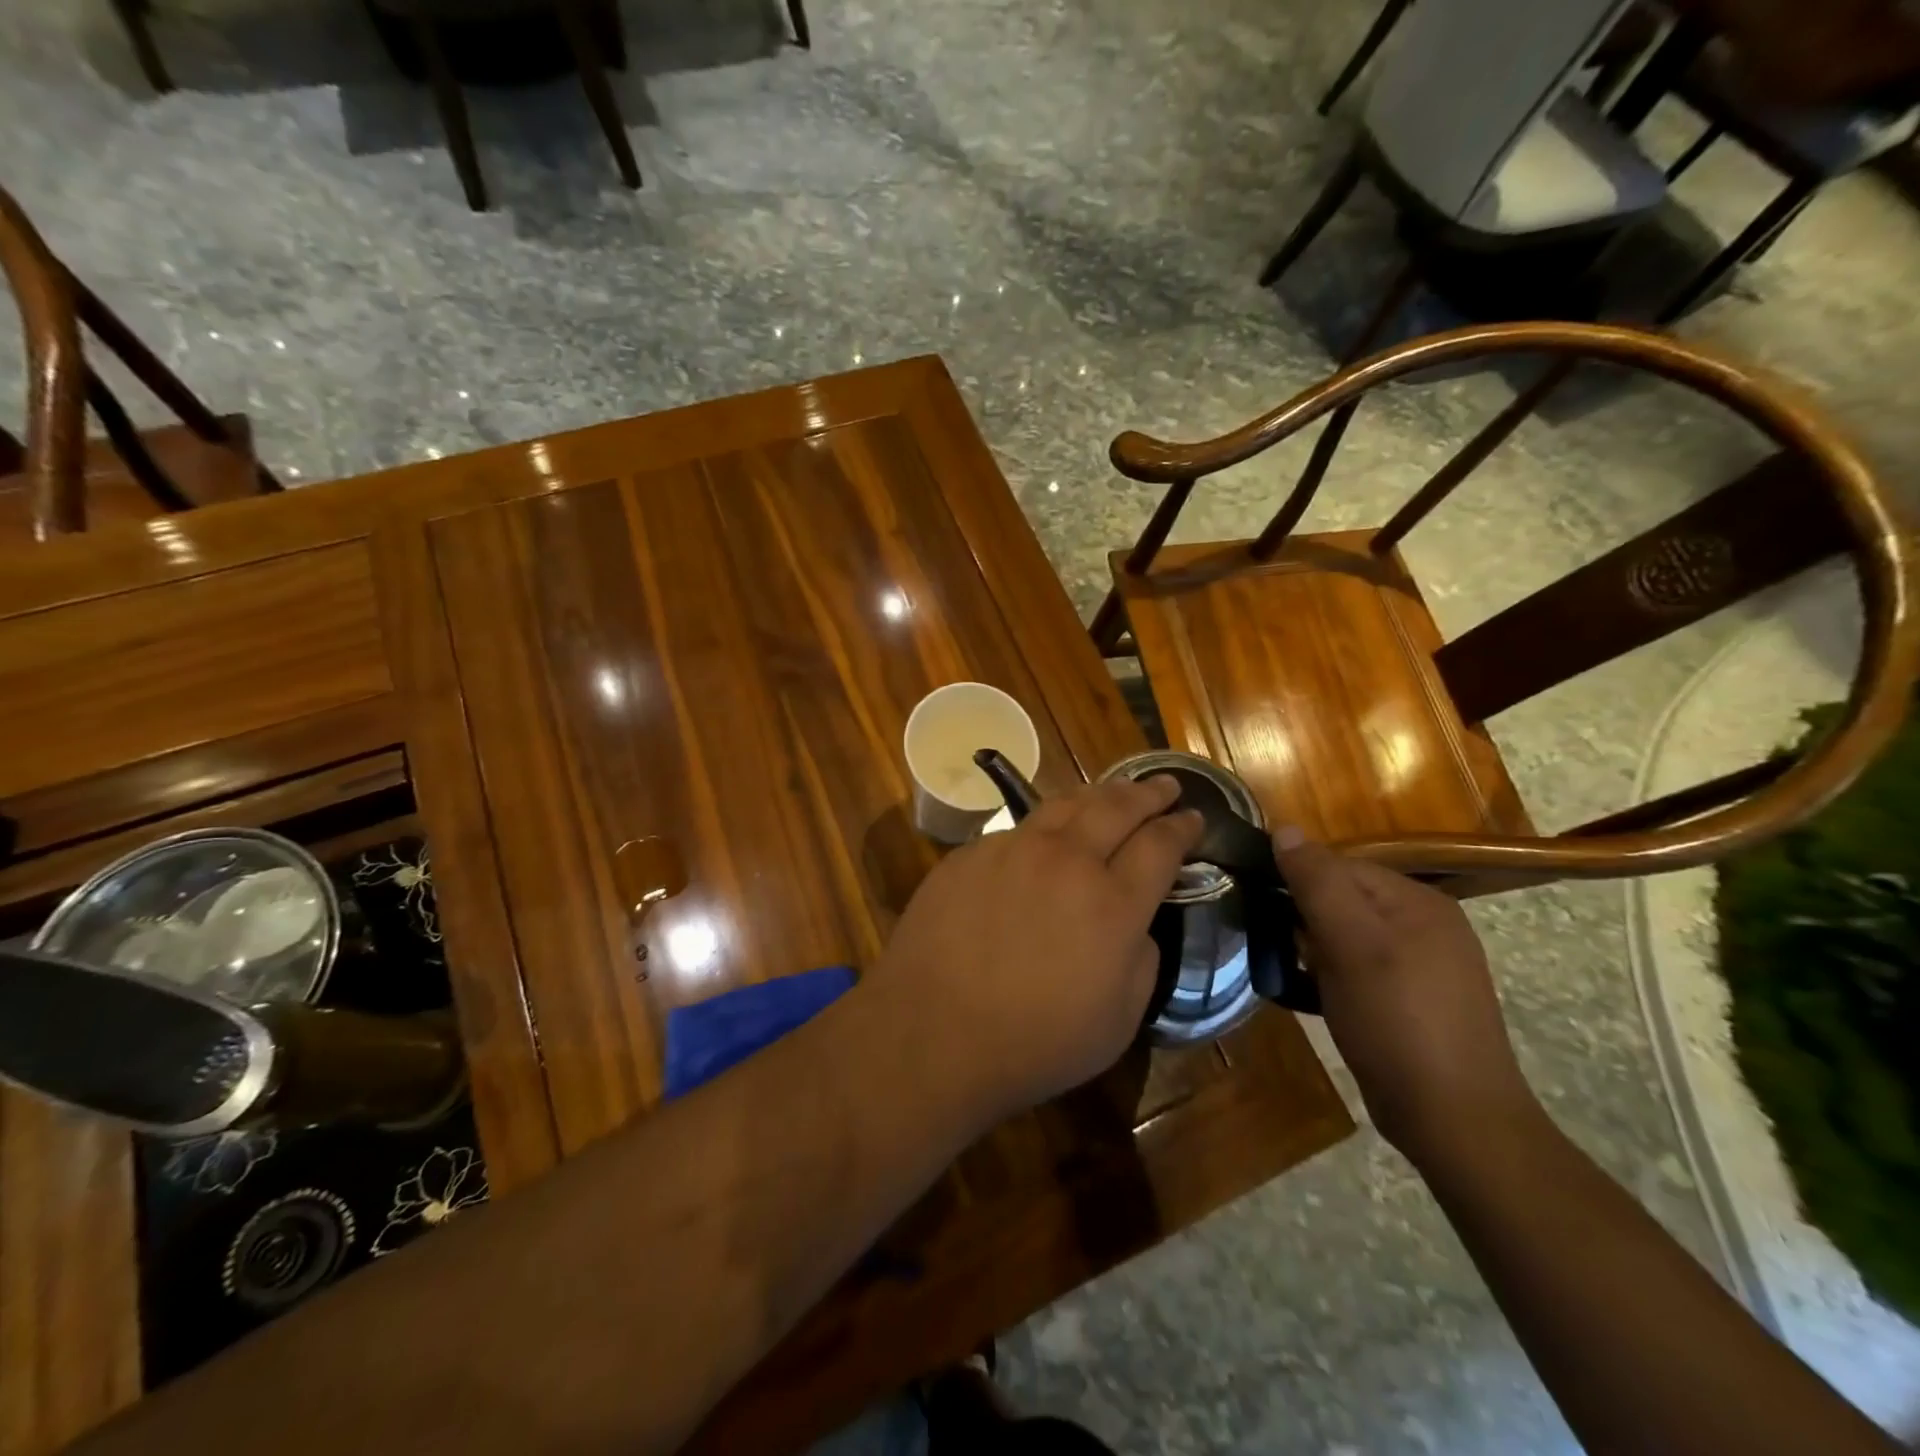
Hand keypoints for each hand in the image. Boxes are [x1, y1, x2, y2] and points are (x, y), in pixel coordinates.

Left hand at [874, 776, 1201, 1124]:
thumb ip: (1140, 959)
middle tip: (1167, 785)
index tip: (1195, 818)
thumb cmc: (1035, 1042)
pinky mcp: (970, 853)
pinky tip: (1046, 837)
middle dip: (1149, 793)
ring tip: (1114, 793)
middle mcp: (1066, 861)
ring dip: (1099, 795)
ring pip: (1065, 804)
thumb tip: (1133, 923)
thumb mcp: (1119, 1020)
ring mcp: (1013, 850)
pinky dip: (1046, 827)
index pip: (1160, 846)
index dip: (1183, 828)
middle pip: (1118, 808)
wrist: (933, 1032)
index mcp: (1113, 903)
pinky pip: (1018, 829)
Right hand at [1274, 830, 1534, 1162]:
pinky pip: (1358, 970)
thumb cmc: (1397, 1020)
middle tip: (1266, 941)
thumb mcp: (1350, 943)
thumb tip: (1284, 828)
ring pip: (1347, 937)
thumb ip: (1317, 881)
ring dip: (1310, 949)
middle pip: (1343, 900)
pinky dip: (1328, 977)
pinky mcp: (1412, 1004)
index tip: (1256, 905)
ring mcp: (1423, 967)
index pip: (1340, 866)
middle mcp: (1426, 926)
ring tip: (1280, 968)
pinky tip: (1307, 995)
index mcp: (1418, 902)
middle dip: (1301, 917)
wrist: (1454, 1120)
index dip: (1295, 881)